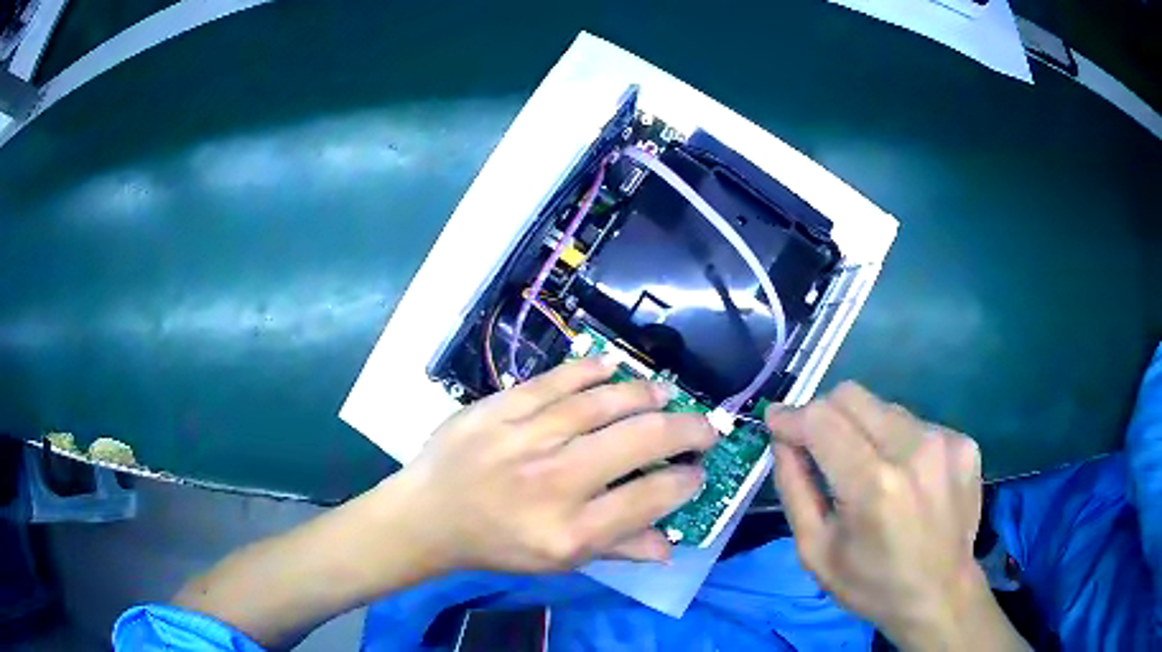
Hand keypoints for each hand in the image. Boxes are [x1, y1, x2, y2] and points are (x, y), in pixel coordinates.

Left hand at [394, 358, 716, 572]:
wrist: (428, 515)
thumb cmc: (496, 544)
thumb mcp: (558, 562)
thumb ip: (617, 550)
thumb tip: (671, 544)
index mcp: (569, 532)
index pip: (648, 499)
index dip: (684, 482)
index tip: (696, 472)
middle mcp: (553, 482)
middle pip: (637, 442)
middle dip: (685, 431)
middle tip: (703, 428)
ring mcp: (524, 439)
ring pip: (601, 404)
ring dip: (644, 395)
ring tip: (666, 394)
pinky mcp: (498, 409)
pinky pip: (554, 381)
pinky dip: (589, 371)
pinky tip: (613, 368)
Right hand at [767, 383, 1023, 650]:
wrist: (941, 595)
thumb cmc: (871, 584)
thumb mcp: (815, 551)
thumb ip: (794, 489)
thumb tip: (783, 440)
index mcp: (874, 485)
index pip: (821, 420)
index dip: (791, 416)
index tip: (776, 422)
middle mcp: (914, 449)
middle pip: (853, 396)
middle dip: (824, 414)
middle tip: (818, 447)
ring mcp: (945, 441)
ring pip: (884, 408)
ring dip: (864, 430)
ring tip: (869, 470)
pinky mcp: (964, 442)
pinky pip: (914, 423)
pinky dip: (897, 442)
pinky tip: (904, 478)